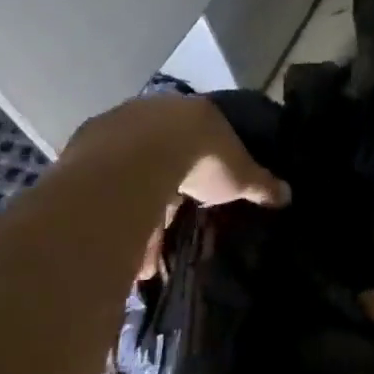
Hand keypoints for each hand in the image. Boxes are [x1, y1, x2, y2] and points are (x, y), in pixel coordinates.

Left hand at [68, 96, 288, 280]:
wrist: (139, 161)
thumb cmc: (201, 160)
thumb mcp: (240, 176)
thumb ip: (262, 184)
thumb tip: (289, 193)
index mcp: (193, 112)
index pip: (202, 131)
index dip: (207, 158)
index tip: (206, 184)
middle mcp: (153, 112)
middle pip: (163, 154)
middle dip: (169, 193)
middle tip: (174, 224)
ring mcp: (116, 129)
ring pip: (130, 176)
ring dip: (140, 217)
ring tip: (147, 261)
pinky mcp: (84, 151)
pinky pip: (106, 191)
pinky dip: (117, 221)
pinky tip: (125, 254)